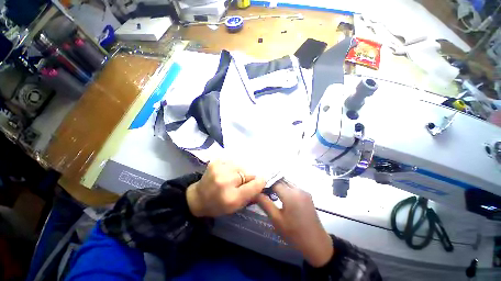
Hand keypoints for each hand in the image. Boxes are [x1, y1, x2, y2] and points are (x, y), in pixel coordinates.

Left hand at [186, 160, 265, 217]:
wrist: (198, 197)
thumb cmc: (218, 205)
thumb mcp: (236, 207)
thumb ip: (251, 195)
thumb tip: (262, 183)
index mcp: (231, 197)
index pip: (254, 185)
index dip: (260, 182)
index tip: (262, 181)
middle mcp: (226, 181)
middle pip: (248, 173)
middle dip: (247, 178)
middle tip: (240, 183)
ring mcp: (219, 169)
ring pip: (240, 166)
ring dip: (239, 171)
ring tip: (231, 177)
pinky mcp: (215, 162)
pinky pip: (232, 162)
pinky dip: (231, 167)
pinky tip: (225, 172)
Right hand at [257, 181, 333, 266]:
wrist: (317, 244)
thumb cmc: (294, 233)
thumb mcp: (277, 220)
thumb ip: (265, 204)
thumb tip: (256, 193)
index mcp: (290, 194)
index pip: (274, 182)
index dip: (266, 185)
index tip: (259, 190)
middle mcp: (298, 189)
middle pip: (281, 181)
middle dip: (272, 184)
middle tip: (264, 192)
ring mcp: (304, 191)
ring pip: (287, 183)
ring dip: (279, 186)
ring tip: (272, 195)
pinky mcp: (307, 195)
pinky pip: (294, 187)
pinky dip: (286, 189)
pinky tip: (283, 198)